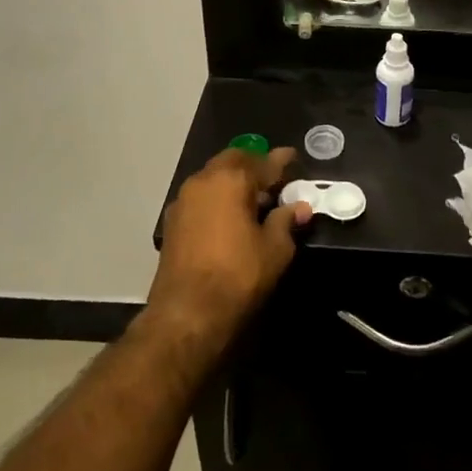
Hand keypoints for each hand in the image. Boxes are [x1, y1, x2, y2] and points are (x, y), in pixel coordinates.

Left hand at [148, 148, 311, 344]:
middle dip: (254, 165)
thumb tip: (299, 207)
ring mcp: (184, 200)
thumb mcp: (275, 249)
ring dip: (233, 181)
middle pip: (233, 161)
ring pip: (213, 177)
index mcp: (232, 179)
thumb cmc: (238, 276)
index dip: (281, 160)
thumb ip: (286, 221)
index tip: (292, 156)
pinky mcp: (172, 222)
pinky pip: (201, 196)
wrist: (186, 314)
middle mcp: (204, 180)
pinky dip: (218, 197)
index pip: (263, 162)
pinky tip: (230, 216)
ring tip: (253, 199)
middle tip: (273, 179)